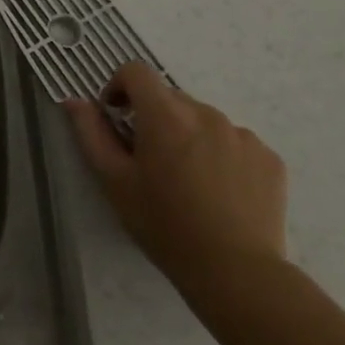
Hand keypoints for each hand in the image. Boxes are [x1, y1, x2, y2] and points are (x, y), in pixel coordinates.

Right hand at [65, 63, 287, 300]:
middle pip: (170, 98)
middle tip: (149, 161)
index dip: (119, 87)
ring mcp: (242, 135)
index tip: (116, 116)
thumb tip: (75, 101)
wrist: (236, 272)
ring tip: (187, 180)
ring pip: (203, 120)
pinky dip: (220, 155)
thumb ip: (91, 134)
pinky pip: (234, 142)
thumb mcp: (114, 181)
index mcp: (165, 115)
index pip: (136, 72)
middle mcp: (206, 114)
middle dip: (153, 118)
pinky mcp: (269, 158)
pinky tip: (218, 191)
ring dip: (188, 136)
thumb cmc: (164, 225)